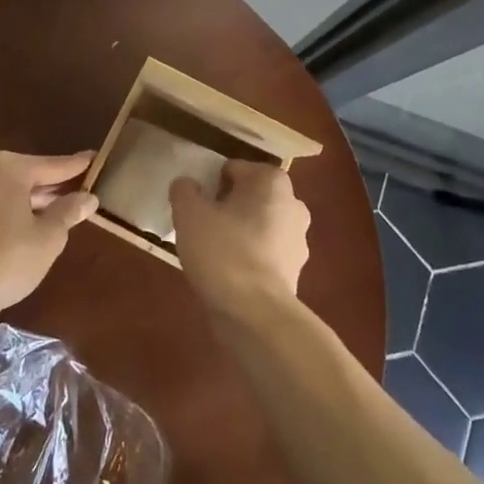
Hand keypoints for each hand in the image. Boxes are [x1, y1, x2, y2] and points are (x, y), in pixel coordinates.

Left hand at [0, 151, 97, 318]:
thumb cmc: (7, 259)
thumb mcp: (49, 237)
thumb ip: (69, 212)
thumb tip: (88, 198)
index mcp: (9, 169)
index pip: (53, 165)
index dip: (77, 165)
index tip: (96, 157)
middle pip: (31, 175)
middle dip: (56, 185)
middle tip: (84, 186)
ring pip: (14, 191)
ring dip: (37, 200)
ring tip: (64, 208)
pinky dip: (18, 210)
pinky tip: (34, 224)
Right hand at [169, 162, 311, 318]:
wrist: (256, 313)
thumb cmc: (223, 251)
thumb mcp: (189, 214)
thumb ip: (185, 190)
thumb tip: (188, 185)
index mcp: (271, 181)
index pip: (233, 169)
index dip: (210, 183)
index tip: (195, 205)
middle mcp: (293, 203)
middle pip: (249, 196)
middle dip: (226, 207)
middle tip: (200, 226)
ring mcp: (299, 238)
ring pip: (258, 225)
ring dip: (238, 232)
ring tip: (210, 253)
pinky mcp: (296, 269)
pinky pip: (264, 252)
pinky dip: (248, 257)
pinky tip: (227, 273)